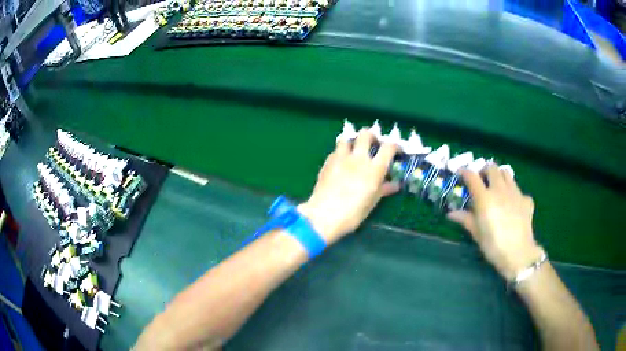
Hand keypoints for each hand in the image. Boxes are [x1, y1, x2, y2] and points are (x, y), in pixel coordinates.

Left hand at [298, 129, 399, 244]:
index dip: (395, 146)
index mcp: (374, 168)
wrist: (324, 215)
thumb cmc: (353, 213)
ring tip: (355, 150)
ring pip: (347, 138)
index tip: (396, 151)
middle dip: (372, 136)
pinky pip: (336, 150)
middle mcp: (359, 158)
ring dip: (353, 141)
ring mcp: (341, 158)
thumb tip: (395, 185)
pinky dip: (341, 153)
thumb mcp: (372, 202)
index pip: (388, 147)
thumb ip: (384, 189)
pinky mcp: (328, 162)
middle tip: (374, 144)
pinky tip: (341, 163)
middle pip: (366, 134)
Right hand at [447, 163, 542, 280]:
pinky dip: (514, 193)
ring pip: (507, 173)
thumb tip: (451, 213)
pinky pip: (519, 190)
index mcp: (485, 198)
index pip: (472, 176)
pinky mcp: (526, 199)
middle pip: (492, 168)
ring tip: (497, 187)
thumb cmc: (493, 245)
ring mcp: (515, 192)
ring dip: (500, 176)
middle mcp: (500, 190)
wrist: (518, 253)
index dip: (465, 172)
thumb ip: (465, 219)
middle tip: (482, 179)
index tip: (461, 173)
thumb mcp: (477, 234)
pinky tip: (513, 205)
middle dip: (485, 170)